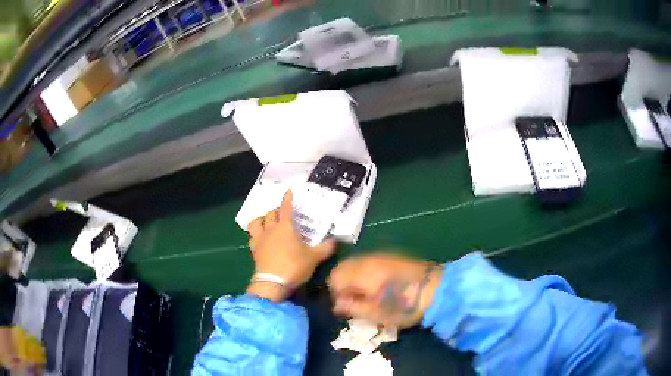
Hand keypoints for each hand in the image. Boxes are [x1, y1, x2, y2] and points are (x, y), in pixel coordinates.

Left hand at [246, 191, 336, 301]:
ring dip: (261, 219)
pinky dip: (255, 234)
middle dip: (276, 210)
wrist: (272, 283)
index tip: (288, 192)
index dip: (287, 199)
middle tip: (282, 212)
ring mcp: (260, 239)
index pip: (286, 208)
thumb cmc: (294, 266)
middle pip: (270, 213)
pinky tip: (260, 238)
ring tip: (266, 222)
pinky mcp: (254, 250)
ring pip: (256, 222)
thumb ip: (326, 248)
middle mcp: (271, 229)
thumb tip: (336, 241)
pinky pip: (252, 237)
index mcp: (285, 227)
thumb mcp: (315, 257)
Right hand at [328, 253, 443, 328]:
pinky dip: (365, 271)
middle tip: (355, 300)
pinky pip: (369, 261)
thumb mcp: (376, 314)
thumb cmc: (405, 305)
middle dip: (343, 283)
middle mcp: (368, 259)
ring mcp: (381, 255)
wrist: (437, 288)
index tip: (345, 305)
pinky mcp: (392, 255)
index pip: (334, 277)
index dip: (335, 293)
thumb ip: (352, 307)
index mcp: (361, 273)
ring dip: (354, 277)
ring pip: (356, 262)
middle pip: (343, 266)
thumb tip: (337, 304)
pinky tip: (379, 284)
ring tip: (367, 293)